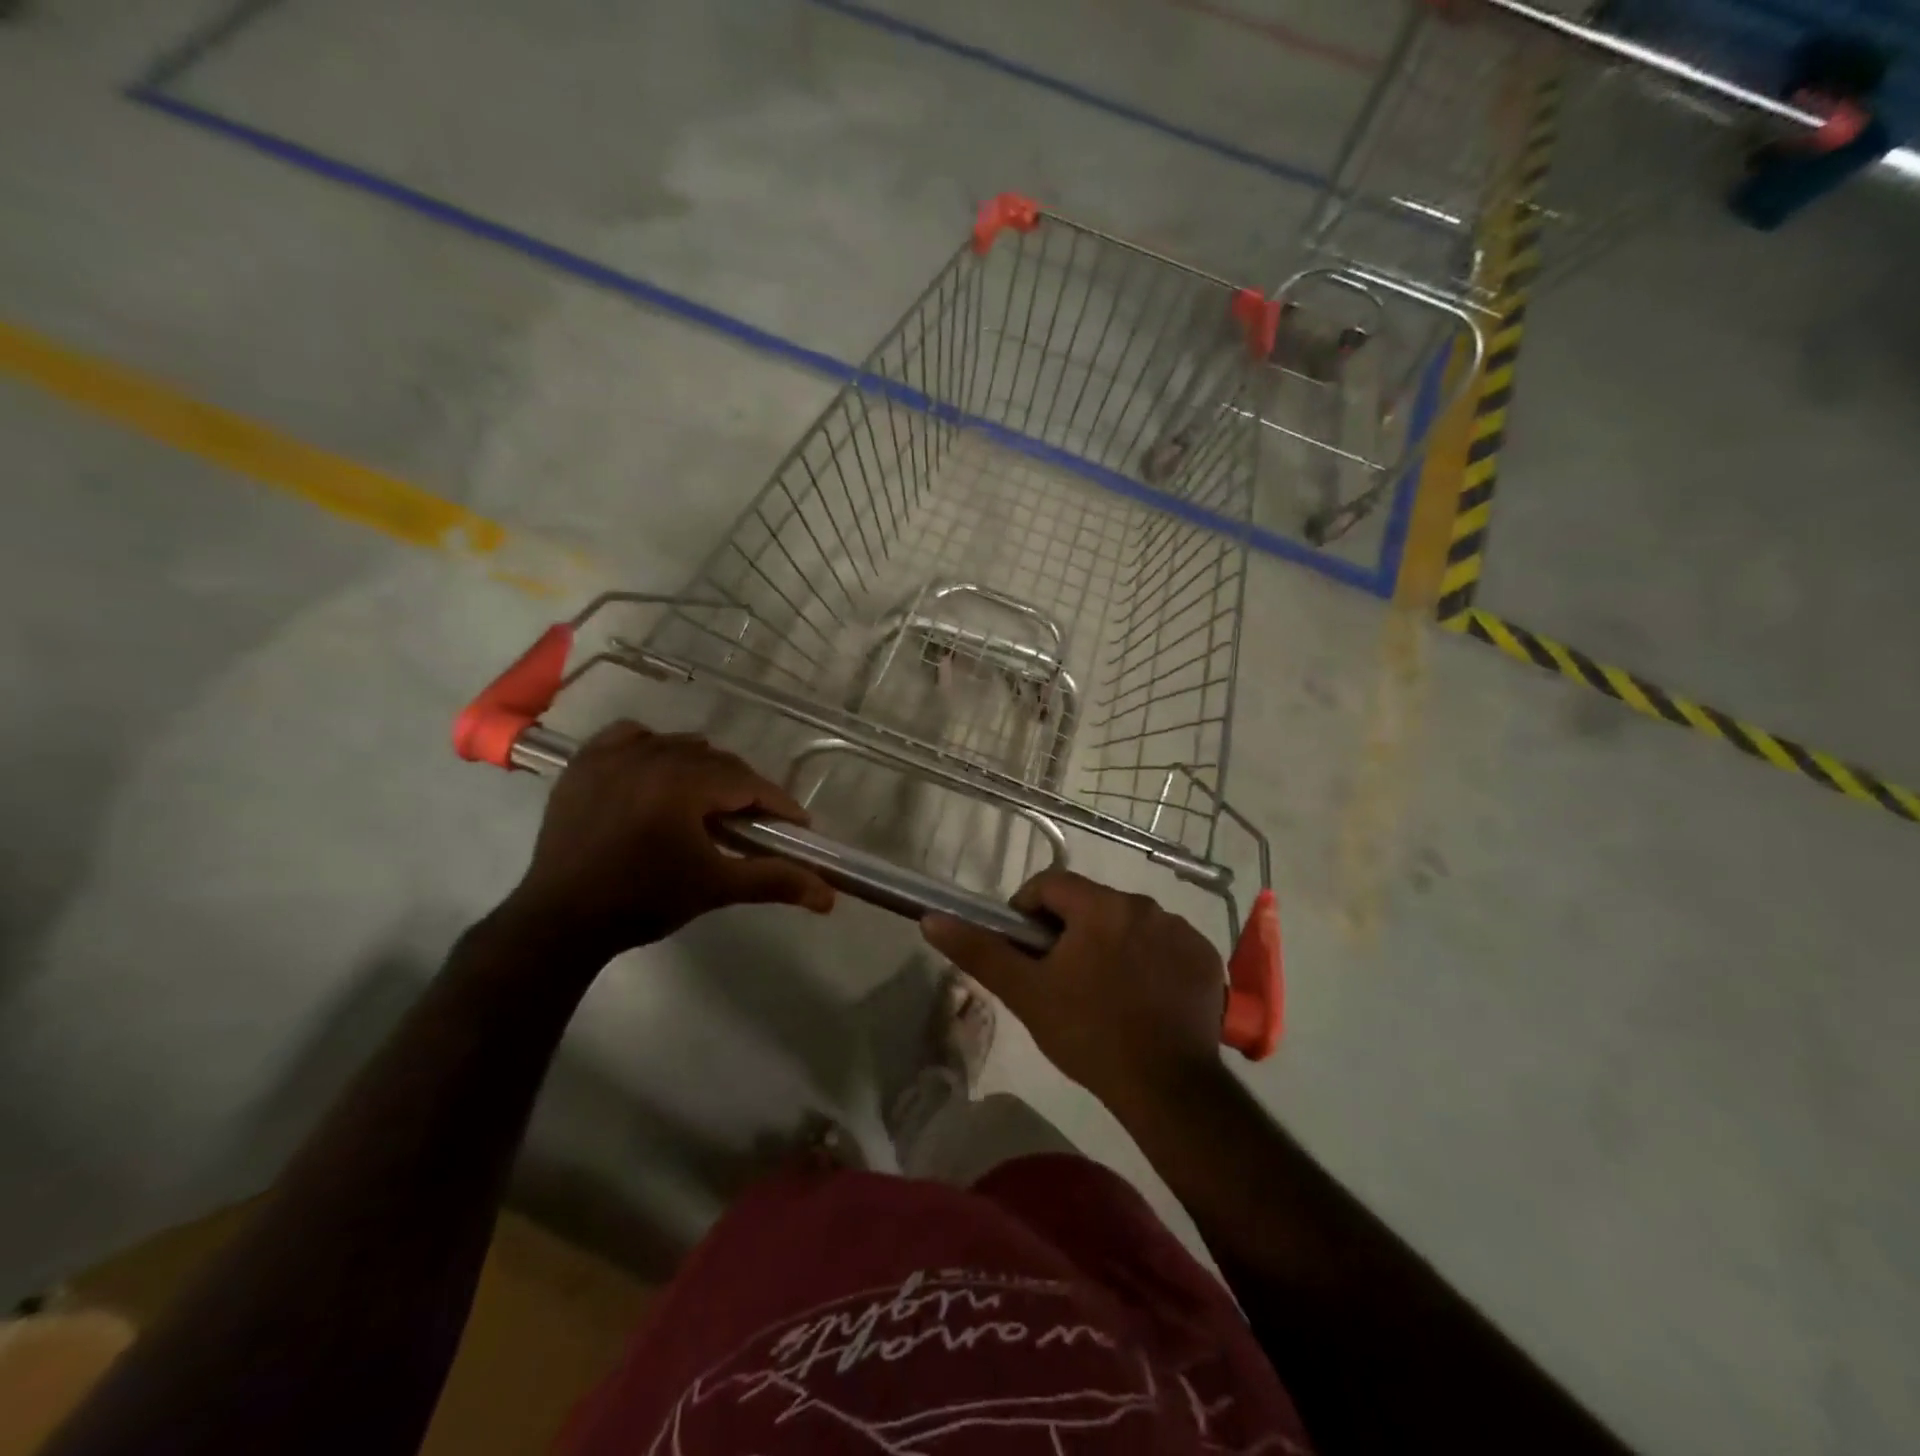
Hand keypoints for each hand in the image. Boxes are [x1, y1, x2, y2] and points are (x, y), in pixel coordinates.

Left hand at [504, 722, 834, 956]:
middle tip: (755, 824)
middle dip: (743, 790)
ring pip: (678, 746)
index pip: (748, 783)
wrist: (560, 921)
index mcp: (683, 784)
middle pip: (718, 762)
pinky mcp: (585, 764)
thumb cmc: (643, 901)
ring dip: (703, 769)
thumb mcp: (715, 888)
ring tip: (709, 803)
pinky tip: (657, 771)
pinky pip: (630, 737)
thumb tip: (829, 896)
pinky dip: (651, 747)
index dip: (779, 804)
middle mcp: (650, 757)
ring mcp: (613, 756)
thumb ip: (775, 881)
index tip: (798, 826)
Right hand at [921, 870, 1222, 1108]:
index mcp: (1100, 906)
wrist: (1169, 1088)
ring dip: (1111, 943)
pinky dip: (1149, 960)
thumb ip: (980, 951)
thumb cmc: (1089, 1035)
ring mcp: (1180, 930)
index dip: (1028, 911)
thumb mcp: (1026, 994)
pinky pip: (1165, 944)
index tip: (1026, 949)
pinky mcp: (1205, 957)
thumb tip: (932, 919)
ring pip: (1129, 923)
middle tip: (1061, 978)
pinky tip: (1144, 999)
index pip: (1051, 885)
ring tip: (1104, 991)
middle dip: (1071, 931)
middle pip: (1091, 904)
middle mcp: (1144, 905)